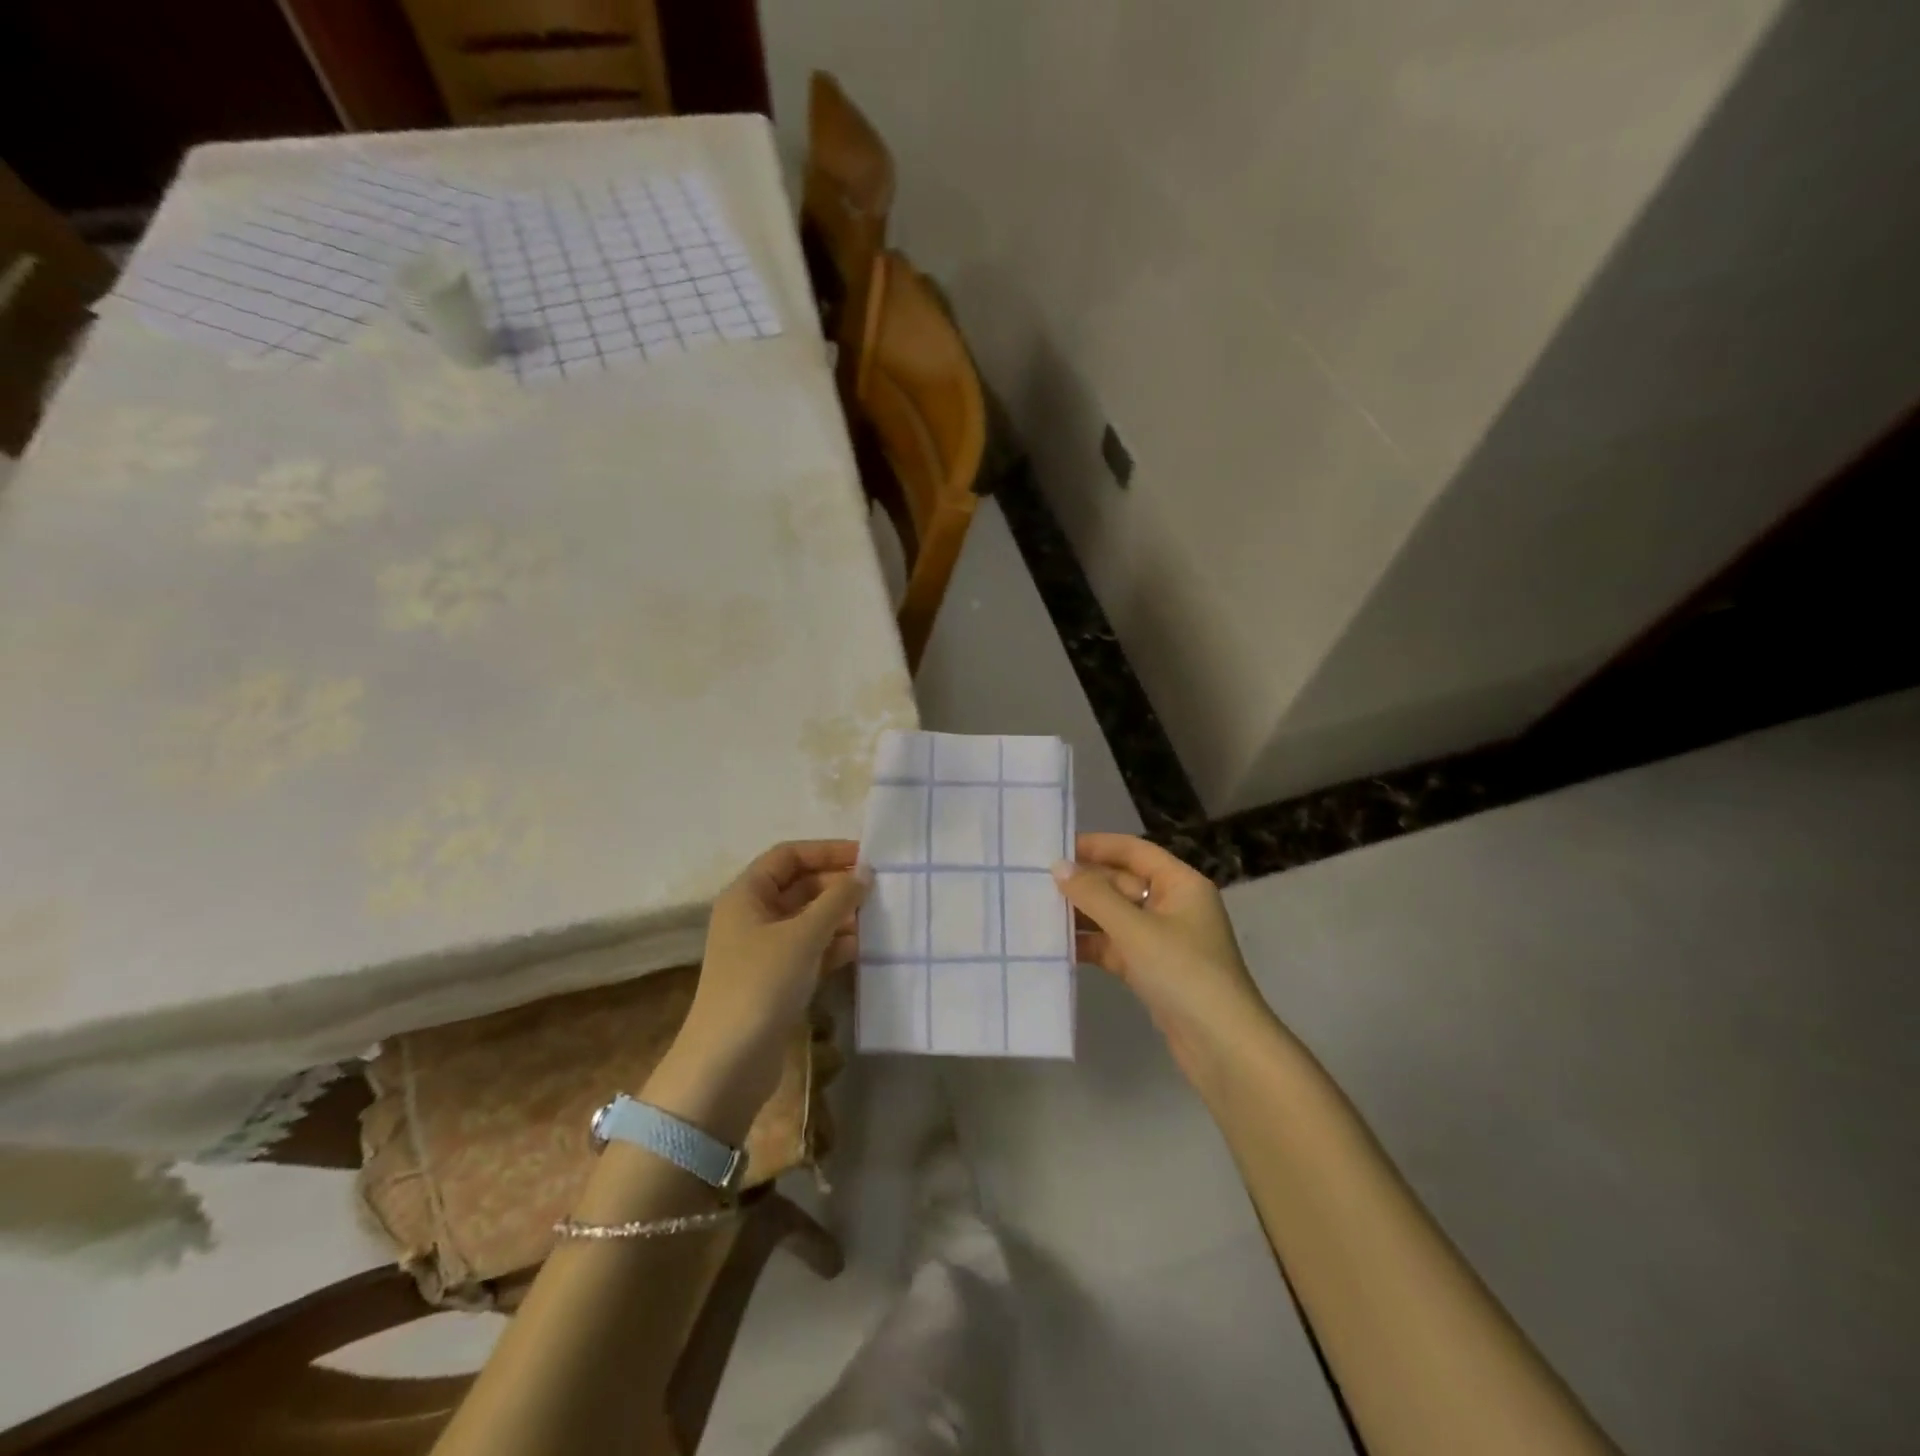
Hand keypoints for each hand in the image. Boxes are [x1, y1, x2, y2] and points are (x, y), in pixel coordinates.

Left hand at [649, 841, 870, 1139]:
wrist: (728, 1063)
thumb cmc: (761, 984)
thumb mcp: (803, 935)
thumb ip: (837, 900)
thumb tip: (864, 873)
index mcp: (747, 895)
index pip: (789, 855)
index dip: (827, 851)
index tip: (867, 856)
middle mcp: (753, 916)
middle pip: (800, 886)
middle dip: (838, 886)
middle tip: (880, 889)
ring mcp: (764, 950)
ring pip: (808, 919)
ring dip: (840, 917)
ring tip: (878, 918)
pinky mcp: (776, 980)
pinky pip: (810, 950)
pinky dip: (833, 946)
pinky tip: (861, 949)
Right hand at [1053, 833, 1278, 1088]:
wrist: (1222, 1047)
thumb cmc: (1184, 973)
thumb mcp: (1136, 930)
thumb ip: (1095, 896)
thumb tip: (1058, 866)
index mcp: (1180, 884)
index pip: (1134, 851)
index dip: (1097, 845)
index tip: (1056, 847)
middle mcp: (1173, 905)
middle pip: (1122, 883)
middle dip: (1085, 883)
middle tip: (1036, 882)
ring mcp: (1162, 940)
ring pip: (1116, 916)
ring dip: (1083, 914)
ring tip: (1038, 911)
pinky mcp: (1152, 970)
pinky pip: (1115, 946)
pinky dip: (1091, 944)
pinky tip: (1058, 945)